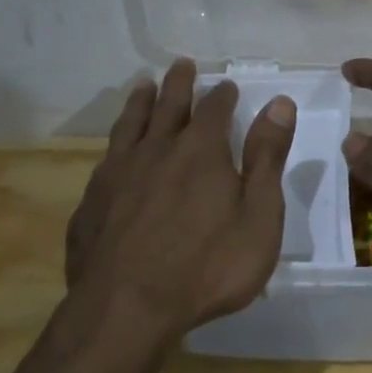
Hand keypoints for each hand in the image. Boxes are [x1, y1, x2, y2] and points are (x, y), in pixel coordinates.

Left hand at [65, 59, 296, 332]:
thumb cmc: (208, 266)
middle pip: (168, 105)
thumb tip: (279, 104)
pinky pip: (106, 158)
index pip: (215, 109)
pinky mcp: (92, 200)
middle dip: (179, 84)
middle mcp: (156, 150)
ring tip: (143, 86)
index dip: (223, 95)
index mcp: (201, 151)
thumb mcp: (258, 216)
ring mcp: (118, 173)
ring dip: (140, 102)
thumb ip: (267, 158)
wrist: (128, 307)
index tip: (227, 85)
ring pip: (130, 124)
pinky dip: (116, 143)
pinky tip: (115, 150)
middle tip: (182, 65)